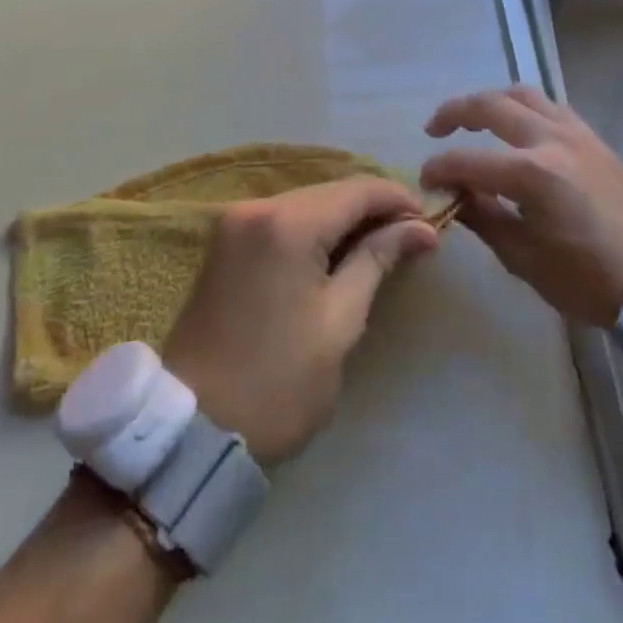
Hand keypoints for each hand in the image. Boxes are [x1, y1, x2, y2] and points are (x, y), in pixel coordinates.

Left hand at [160, 179, 437, 466]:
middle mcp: (256, 207)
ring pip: (306, 203)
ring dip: (344, 219)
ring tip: (381, 248)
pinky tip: (336, 253)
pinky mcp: (224, 242)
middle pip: (330, 191)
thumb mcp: (339, 322)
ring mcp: (234, 221)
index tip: (430, 223)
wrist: (192, 432)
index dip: (398, 199)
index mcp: (287, 223)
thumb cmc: (277, 383)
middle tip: (411, 239)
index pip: (357, 189)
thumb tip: (422, 228)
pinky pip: (282, 219)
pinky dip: (314, 230)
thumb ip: (377, 260)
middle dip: (373, 209)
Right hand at [420, 86, 622, 326]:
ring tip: (474, 118)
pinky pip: (551, 107)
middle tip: (434, 129)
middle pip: (491, 105)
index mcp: (531, 174)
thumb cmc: (590, 280)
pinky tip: (518, 128)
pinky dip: (525, 108)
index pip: (467, 160)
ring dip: (492, 101)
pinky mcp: (595, 139)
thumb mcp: (525, 259)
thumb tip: (454, 195)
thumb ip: (484, 218)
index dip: (439, 168)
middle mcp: (551, 140)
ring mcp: (577, 134)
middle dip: (455, 112)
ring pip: (524, 94)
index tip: (425, 181)